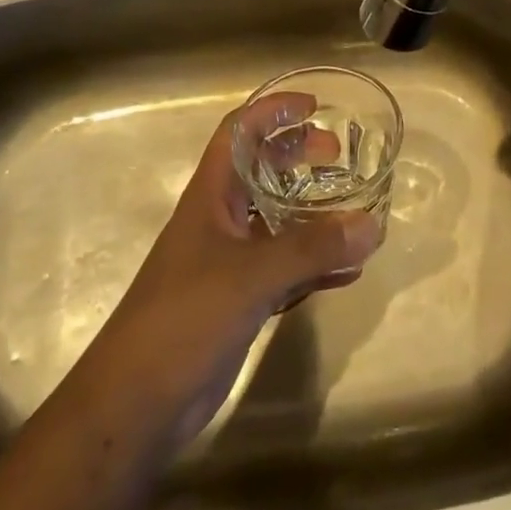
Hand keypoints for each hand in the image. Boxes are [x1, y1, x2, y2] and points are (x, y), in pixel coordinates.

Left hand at [95, 95, 383, 446]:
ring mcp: (229, 262)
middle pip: (261, 172)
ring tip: (354, 209)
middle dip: (298, 156)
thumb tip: (372, 224)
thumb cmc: (185, 318)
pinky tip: (349, 271)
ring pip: (277, 222)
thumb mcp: (250, 276)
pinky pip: (286, 269)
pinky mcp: (240, 301)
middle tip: (339, 156)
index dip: (271, 111)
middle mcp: (220, 221)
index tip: (313, 107)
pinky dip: (316, 265)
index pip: (238, 133)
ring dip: (313, 213)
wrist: (138, 402)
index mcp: (210, 196)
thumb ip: (311, 249)